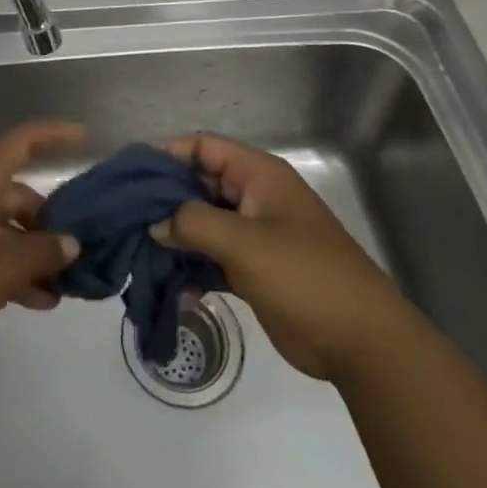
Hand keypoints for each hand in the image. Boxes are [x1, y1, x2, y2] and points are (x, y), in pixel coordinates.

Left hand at [0, 120, 83, 364]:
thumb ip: (43, 252)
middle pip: (18, 194)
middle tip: (80, 250)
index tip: (85, 137)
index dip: (54, 134)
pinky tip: (36, 301)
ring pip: (5, 228)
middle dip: (51, 221)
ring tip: (65, 286)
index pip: (22, 141)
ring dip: (33, 252)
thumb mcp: (4, 266)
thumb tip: (71, 243)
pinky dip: (11, 269)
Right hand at [153, 133, 404, 381]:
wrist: (360, 341)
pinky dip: (191, 266)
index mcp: (257, 175)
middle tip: (125, 220)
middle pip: (198, 184)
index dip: (167, 156)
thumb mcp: (243, 242)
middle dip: (163, 200)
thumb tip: (154, 222)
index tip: (132, 179)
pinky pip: (212, 256)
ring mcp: (254, 234)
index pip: (203, 147)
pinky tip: (168, 285)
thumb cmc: (303, 275)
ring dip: (174, 236)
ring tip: (138, 252)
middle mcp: (253, 196)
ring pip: (202, 222)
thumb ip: (192, 222)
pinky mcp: (253, 268)